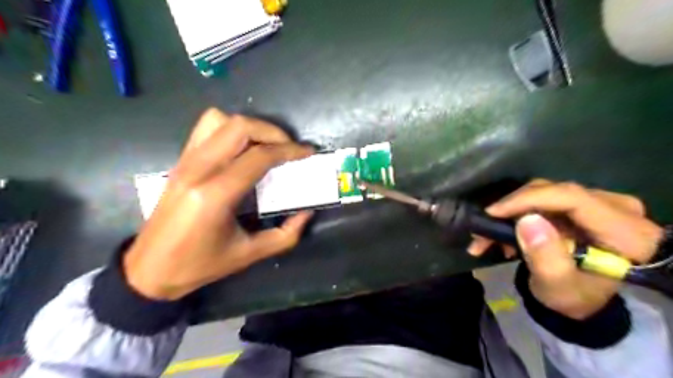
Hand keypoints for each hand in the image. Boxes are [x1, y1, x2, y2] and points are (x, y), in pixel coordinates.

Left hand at [122, 110, 311, 300]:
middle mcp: (198, 169)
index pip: (259, 156)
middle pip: (240, 127)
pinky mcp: (180, 161)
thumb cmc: (200, 265)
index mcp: (216, 194)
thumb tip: (307, 213)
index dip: (289, 150)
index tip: (307, 152)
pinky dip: (230, 129)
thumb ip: (285, 235)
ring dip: (250, 127)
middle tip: (289, 148)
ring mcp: (186, 161)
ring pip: (220, 120)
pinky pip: (206, 128)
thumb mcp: (249, 255)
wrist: (149, 270)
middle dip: (273, 132)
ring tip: (266, 145)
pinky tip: (242, 149)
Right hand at [469, 179, 660, 318]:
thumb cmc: (574, 298)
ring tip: (486, 238)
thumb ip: (546, 258)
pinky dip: (516, 214)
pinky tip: (501, 235)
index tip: (493, 213)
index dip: (528, 200)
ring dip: (509, 213)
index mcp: (626, 232)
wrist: (582, 299)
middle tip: (483, 229)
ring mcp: (598, 203)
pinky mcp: (579, 204)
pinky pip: (541, 199)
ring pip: (542, 193)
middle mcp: (616, 208)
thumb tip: (527, 220)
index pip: (572, 198)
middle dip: (512, 208)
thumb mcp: (558, 287)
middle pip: (554, 192)